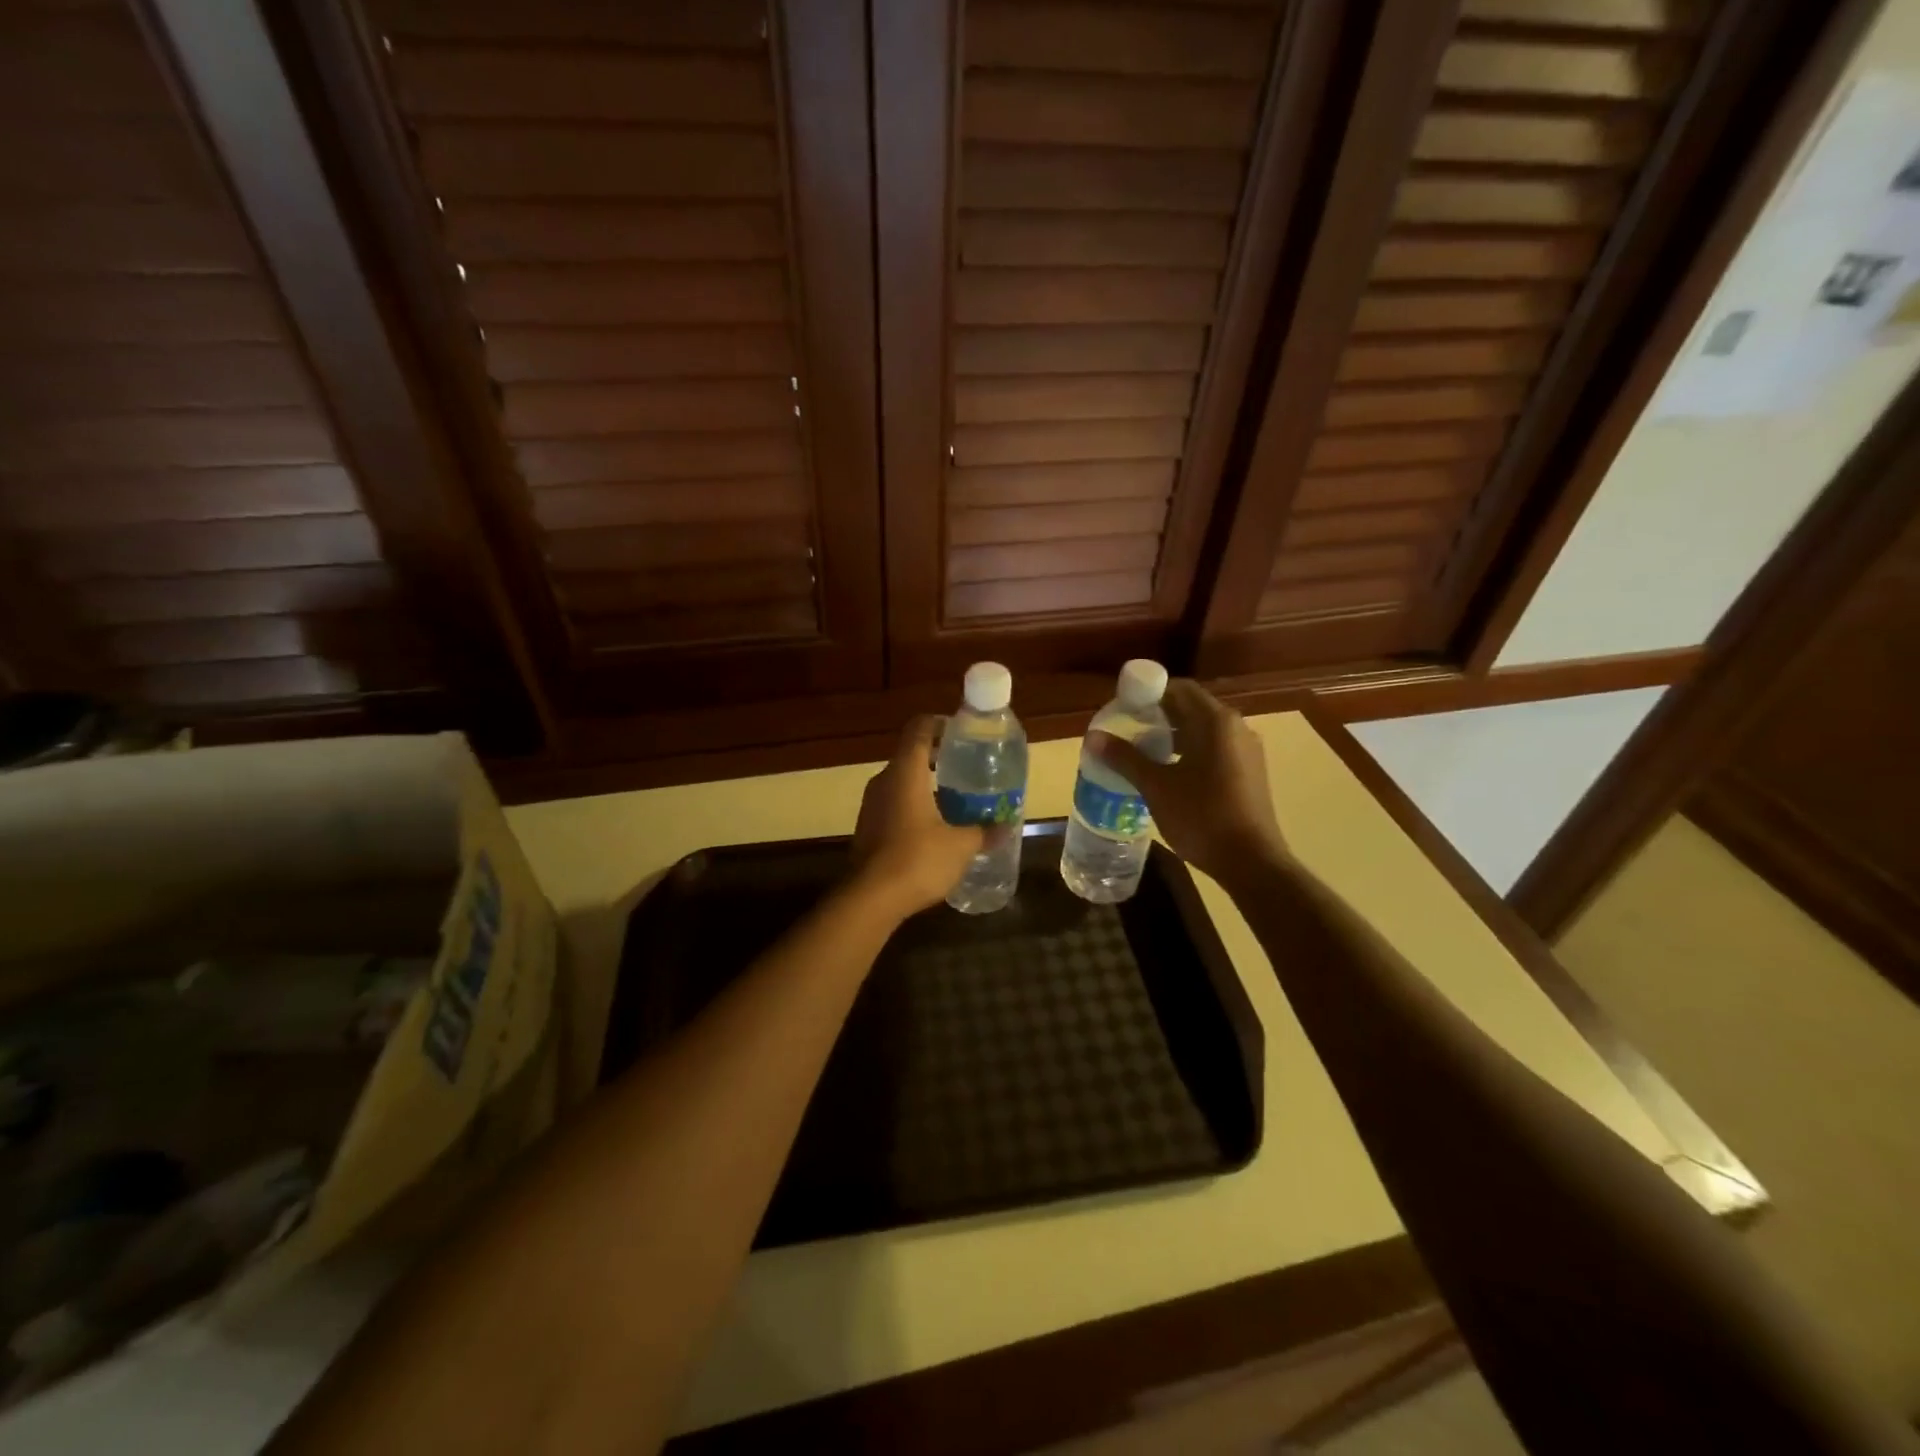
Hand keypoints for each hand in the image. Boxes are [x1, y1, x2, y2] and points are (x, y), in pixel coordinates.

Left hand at [851, 716, 987, 916]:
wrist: (870, 899)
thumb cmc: (918, 859)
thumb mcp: (960, 846)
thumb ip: (983, 832)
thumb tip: (1006, 827)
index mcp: (905, 772)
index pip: (919, 728)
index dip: (940, 724)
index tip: (963, 733)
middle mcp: (884, 781)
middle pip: (911, 755)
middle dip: (939, 758)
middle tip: (968, 769)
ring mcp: (871, 805)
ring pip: (902, 782)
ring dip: (927, 785)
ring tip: (956, 799)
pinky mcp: (867, 828)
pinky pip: (894, 804)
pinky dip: (914, 806)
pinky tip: (935, 828)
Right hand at [1088, 680, 1287, 885]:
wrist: (1251, 862)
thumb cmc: (1202, 817)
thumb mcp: (1156, 787)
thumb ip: (1124, 758)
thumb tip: (1092, 737)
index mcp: (1215, 721)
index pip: (1179, 689)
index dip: (1148, 693)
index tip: (1123, 709)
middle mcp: (1236, 727)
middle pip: (1191, 708)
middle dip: (1158, 716)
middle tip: (1127, 732)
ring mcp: (1247, 751)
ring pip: (1203, 731)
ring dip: (1173, 736)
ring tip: (1143, 754)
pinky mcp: (1250, 772)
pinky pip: (1215, 749)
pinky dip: (1190, 752)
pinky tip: (1171, 774)